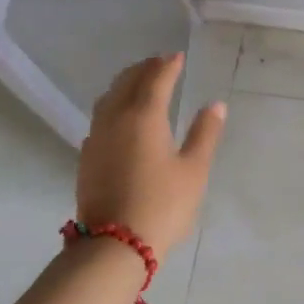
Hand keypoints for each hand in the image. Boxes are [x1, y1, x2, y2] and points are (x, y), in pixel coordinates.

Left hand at [76, 54, 226, 256]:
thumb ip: (205, 134)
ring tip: (139, 83)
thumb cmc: (162, 205)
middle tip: (160, 64)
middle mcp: (115, 119)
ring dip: (124, 84)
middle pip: (126, 82)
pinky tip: (121, 118)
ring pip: (108, 98)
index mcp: (144, 116)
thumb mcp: (194, 170)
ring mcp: (97, 139)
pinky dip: (113, 105)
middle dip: (144, 69)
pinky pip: (100, 118)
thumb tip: (216, 105)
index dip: (168, 65)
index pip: (155, 78)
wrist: (114, 247)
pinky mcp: (87, 158)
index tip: (178, 57)